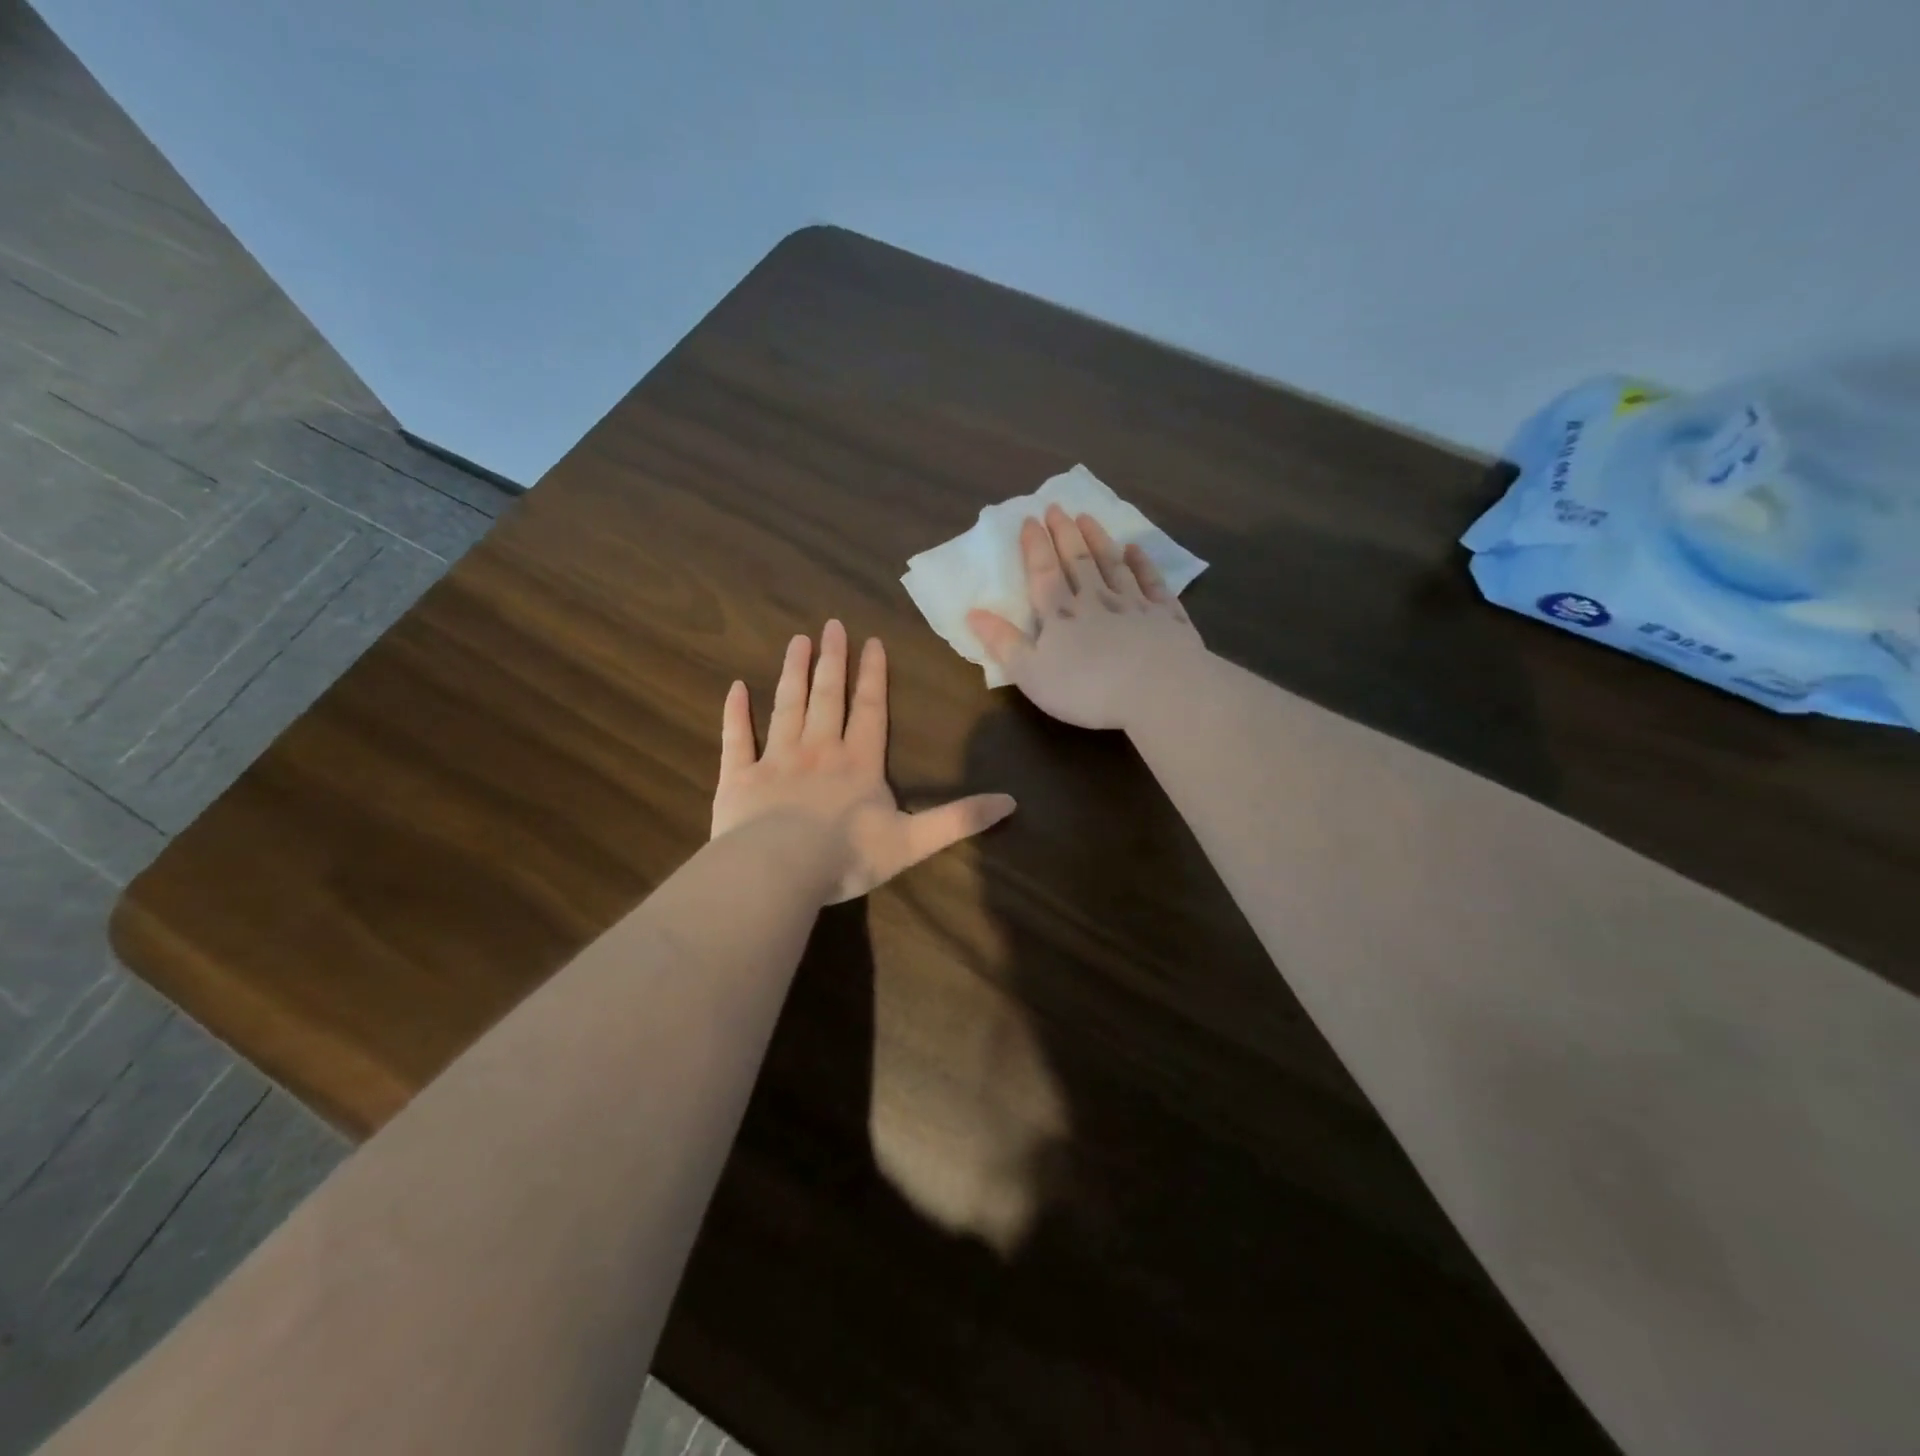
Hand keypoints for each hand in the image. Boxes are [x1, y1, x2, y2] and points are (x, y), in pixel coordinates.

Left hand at [711, 621, 1016, 903]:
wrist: (779, 870)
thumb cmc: (848, 856)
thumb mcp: (915, 841)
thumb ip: (960, 819)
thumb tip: (1012, 802)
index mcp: (858, 763)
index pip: (869, 710)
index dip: (873, 676)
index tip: (871, 641)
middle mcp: (818, 751)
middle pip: (827, 697)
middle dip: (832, 660)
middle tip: (831, 625)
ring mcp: (775, 760)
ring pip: (786, 706)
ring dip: (792, 673)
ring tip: (797, 641)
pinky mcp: (738, 778)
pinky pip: (736, 739)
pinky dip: (735, 714)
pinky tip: (734, 688)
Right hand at [967, 505, 1206, 729]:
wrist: (1158, 691)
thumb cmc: (1087, 688)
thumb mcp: (1031, 673)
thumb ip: (1003, 643)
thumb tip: (972, 613)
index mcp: (1061, 614)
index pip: (1044, 572)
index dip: (1035, 546)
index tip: (1029, 519)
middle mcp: (1096, 599)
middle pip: (1078, 559)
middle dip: (1065, 532)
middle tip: (1056, 507)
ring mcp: (1134, 604)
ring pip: (1112, 563)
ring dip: (1098, 539)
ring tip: (1088, 517)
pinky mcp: (1166, 615)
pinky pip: (1151, 581)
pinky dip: (1142, 563)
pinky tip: (1136, 549)